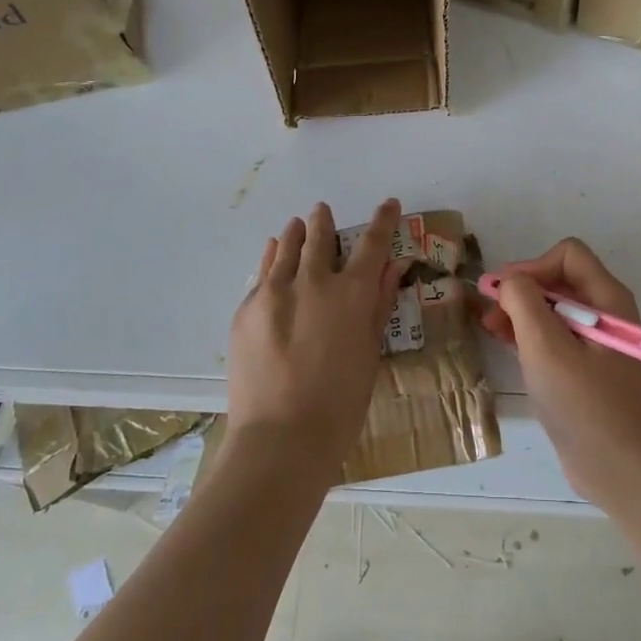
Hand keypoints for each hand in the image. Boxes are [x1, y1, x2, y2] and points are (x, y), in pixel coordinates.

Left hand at [226, 199, 405, 481]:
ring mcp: (274, 292)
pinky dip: (272, 258)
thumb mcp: (370, 351)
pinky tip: (273, 252)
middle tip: (323, 212)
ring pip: (286, 247)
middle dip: (324, 221)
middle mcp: (312, 281)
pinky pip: (263, 273)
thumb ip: (379, 303)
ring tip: (298, 224)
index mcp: (351, 293)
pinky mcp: (246, 309)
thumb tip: (394, 266)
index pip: (372, 243)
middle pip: (319, 237)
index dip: (383, 220)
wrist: (281, 437)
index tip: (389, 203)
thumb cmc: (341, 402)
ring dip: (295, 233)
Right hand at [479, 238, 640, 506]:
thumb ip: (523, 302)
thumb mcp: (545, 347)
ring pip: (554, 308)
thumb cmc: (582, 403)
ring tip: (490, 327)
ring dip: (521, 312)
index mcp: (607, 299)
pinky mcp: (587, 365)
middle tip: (489, 311)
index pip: (567, 255)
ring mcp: (598, 340)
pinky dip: (530, 333)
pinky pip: (556, 334)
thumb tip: (509, 281)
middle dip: (522, 290)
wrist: (616, 468)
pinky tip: (506, 343)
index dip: (532, 266)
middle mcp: (606, 312)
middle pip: (559, 279)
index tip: (504, 293)